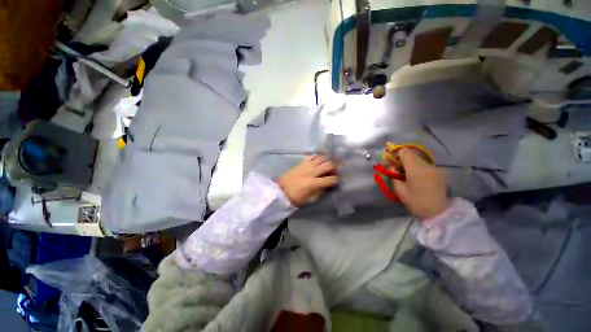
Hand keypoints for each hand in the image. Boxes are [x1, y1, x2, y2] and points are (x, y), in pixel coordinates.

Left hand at [278, 155, 338, 206]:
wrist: (281, 191)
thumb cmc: (295, 198)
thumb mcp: (310, 199)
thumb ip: (320, 191)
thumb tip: (328, 185)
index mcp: (313, 183)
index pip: (330, 179)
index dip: (337, 179)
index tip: (340, 179)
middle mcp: (311, 172)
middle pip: (328, 165)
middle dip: (335, 167)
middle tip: (337, 170)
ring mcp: (306, 165)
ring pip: (321, 158)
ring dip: (328, 160)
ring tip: (330, 163)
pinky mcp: (301, 163)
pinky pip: (312, 156)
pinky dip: (318, 157)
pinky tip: (320, 160)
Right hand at [392, 148, 449, 219]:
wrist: (439, 213)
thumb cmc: (416, 202)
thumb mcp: (399, 190)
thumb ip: (393, 175)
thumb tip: (391, 166)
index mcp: (416, 169)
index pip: (405, 152)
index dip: (396, 152)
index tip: (390, 158)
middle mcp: (427, 165)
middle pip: (412, 154)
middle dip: (402, 157)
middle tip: (395, 166)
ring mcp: (435, 168)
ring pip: (418, 159)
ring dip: (410, 162)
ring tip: (405, 173)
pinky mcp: (439, 172)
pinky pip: (425, 165)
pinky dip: (417, 167)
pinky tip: (416, 176)